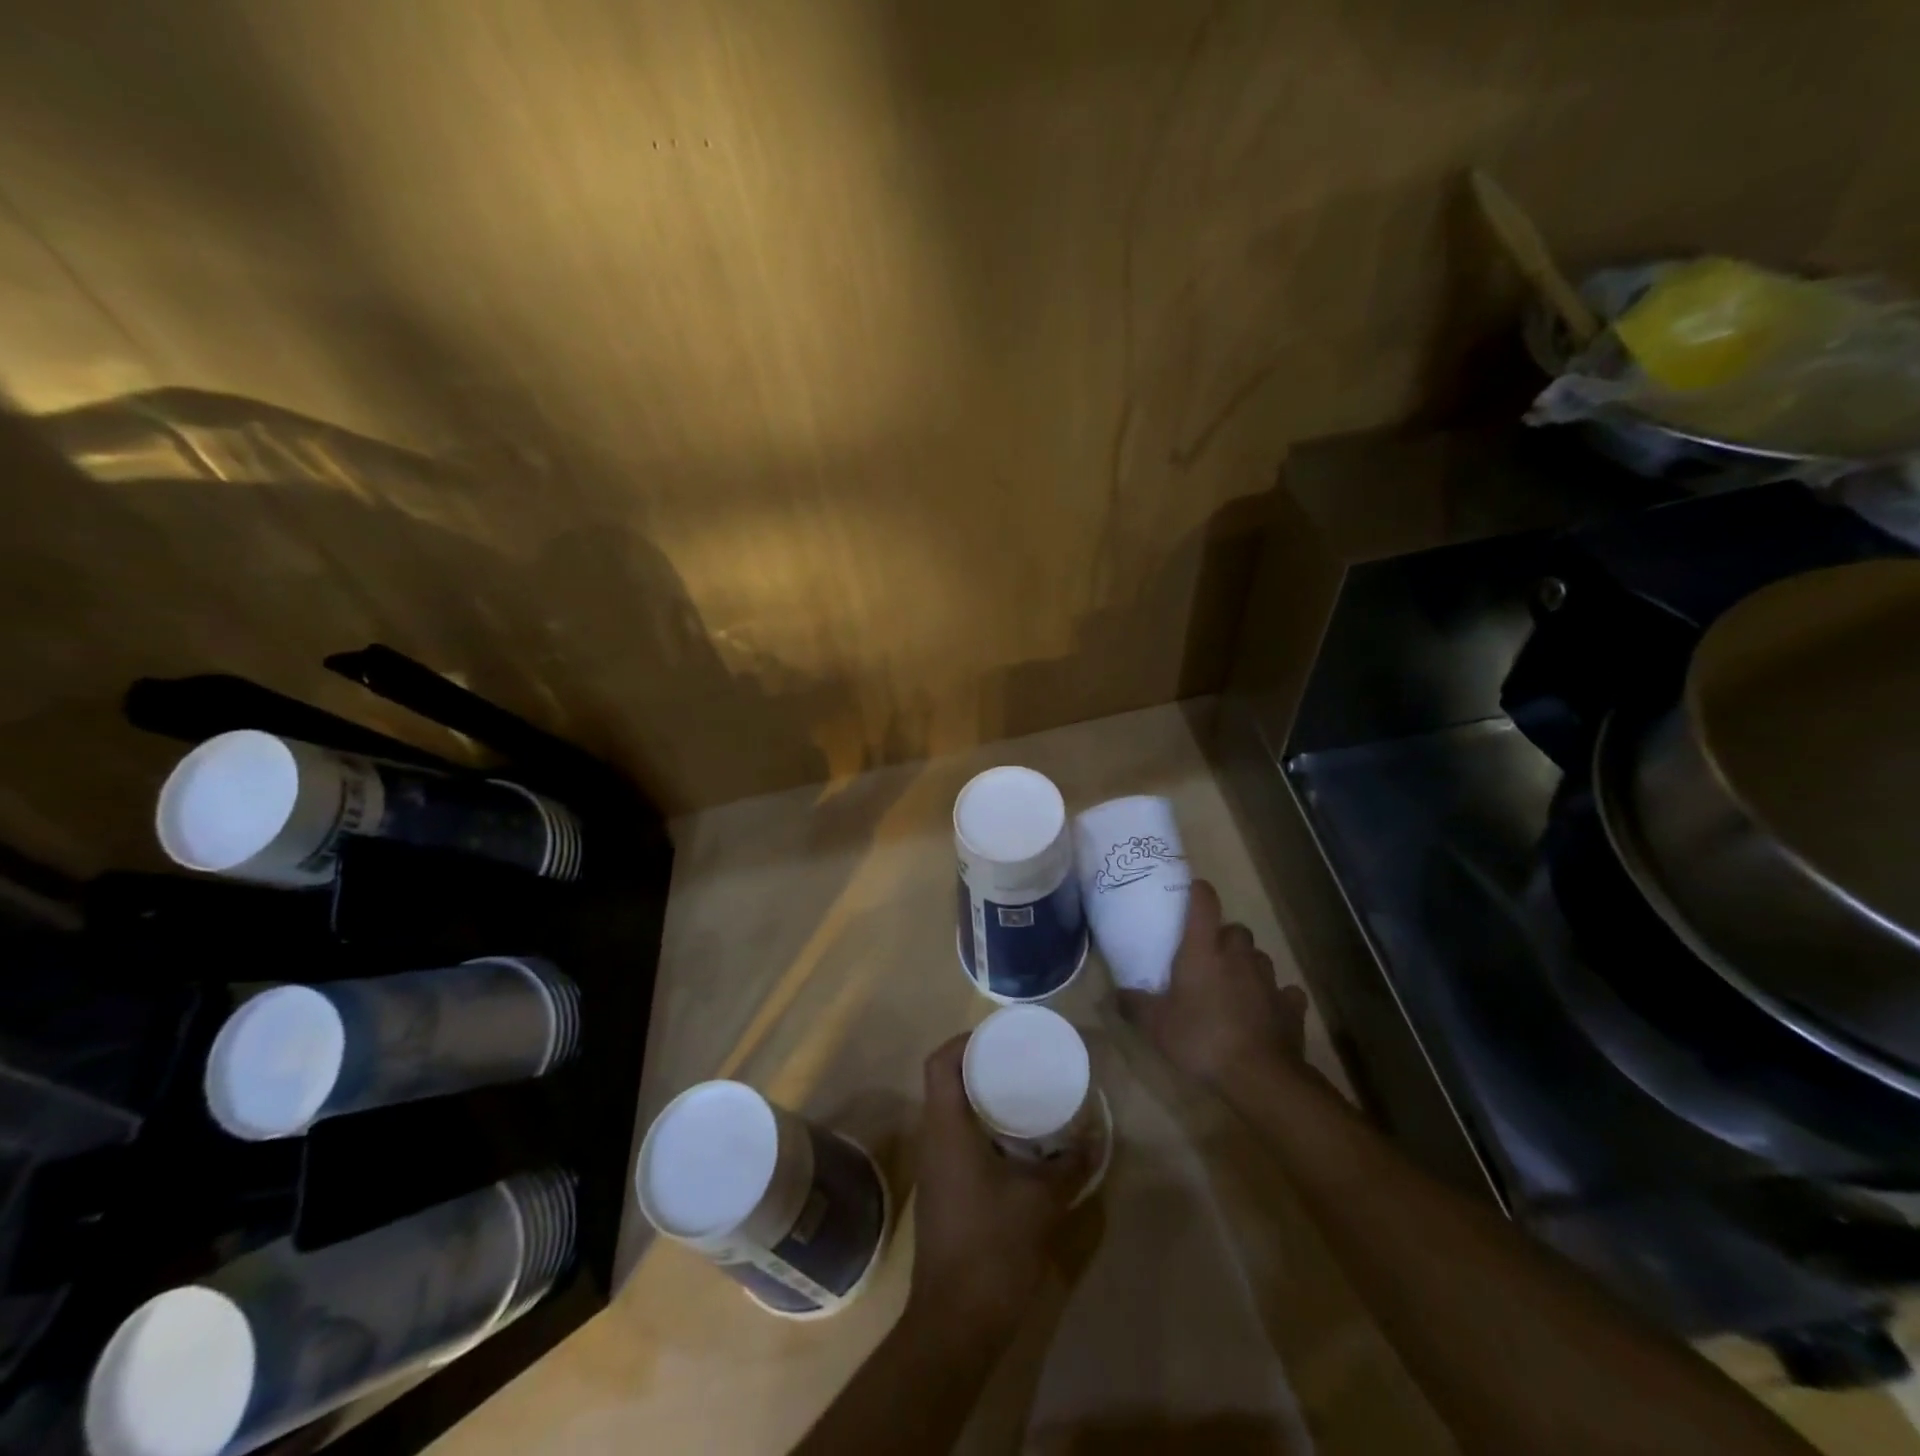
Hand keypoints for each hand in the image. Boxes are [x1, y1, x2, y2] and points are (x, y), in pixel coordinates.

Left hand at [908, 1034, 1091, 1339]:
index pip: (939, 1063)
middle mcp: (933, 1139)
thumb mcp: (1042, 1202)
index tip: (999, 1035)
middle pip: (944, 1082)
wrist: (955, 1323)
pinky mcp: (942, 1191)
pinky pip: (956, 1139)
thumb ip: (1070, 1165)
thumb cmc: (993, 1249)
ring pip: (950, 1111)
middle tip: (1018, 1059)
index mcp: (946, 1128)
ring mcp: (934, 1167)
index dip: (964, 1040)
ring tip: (1020, 1091)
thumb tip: (1096, 1137)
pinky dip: (980, 1127)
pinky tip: (1013, 1141)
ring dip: (979, 1096)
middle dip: (978, 1064)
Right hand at [1119, 879, 1308, 1089]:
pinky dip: (1277, 996)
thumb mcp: (1156, 1025)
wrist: (1259, 1075)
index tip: (1193, 889)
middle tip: (1210, 955)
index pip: (1204, 904)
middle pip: (1236, 930)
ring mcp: (1269, 979)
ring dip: (1248, 964)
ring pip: (1260, 957)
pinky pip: (1285, 991)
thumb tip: (1115, 994)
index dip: (1199, 891)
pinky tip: (1267, 1009)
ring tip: (1235, 984)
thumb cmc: (1201, 1038)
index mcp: (1203, 951)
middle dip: (1225, 937)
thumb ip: (1134, 1005)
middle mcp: (1238, 956)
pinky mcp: (1290, 1006)